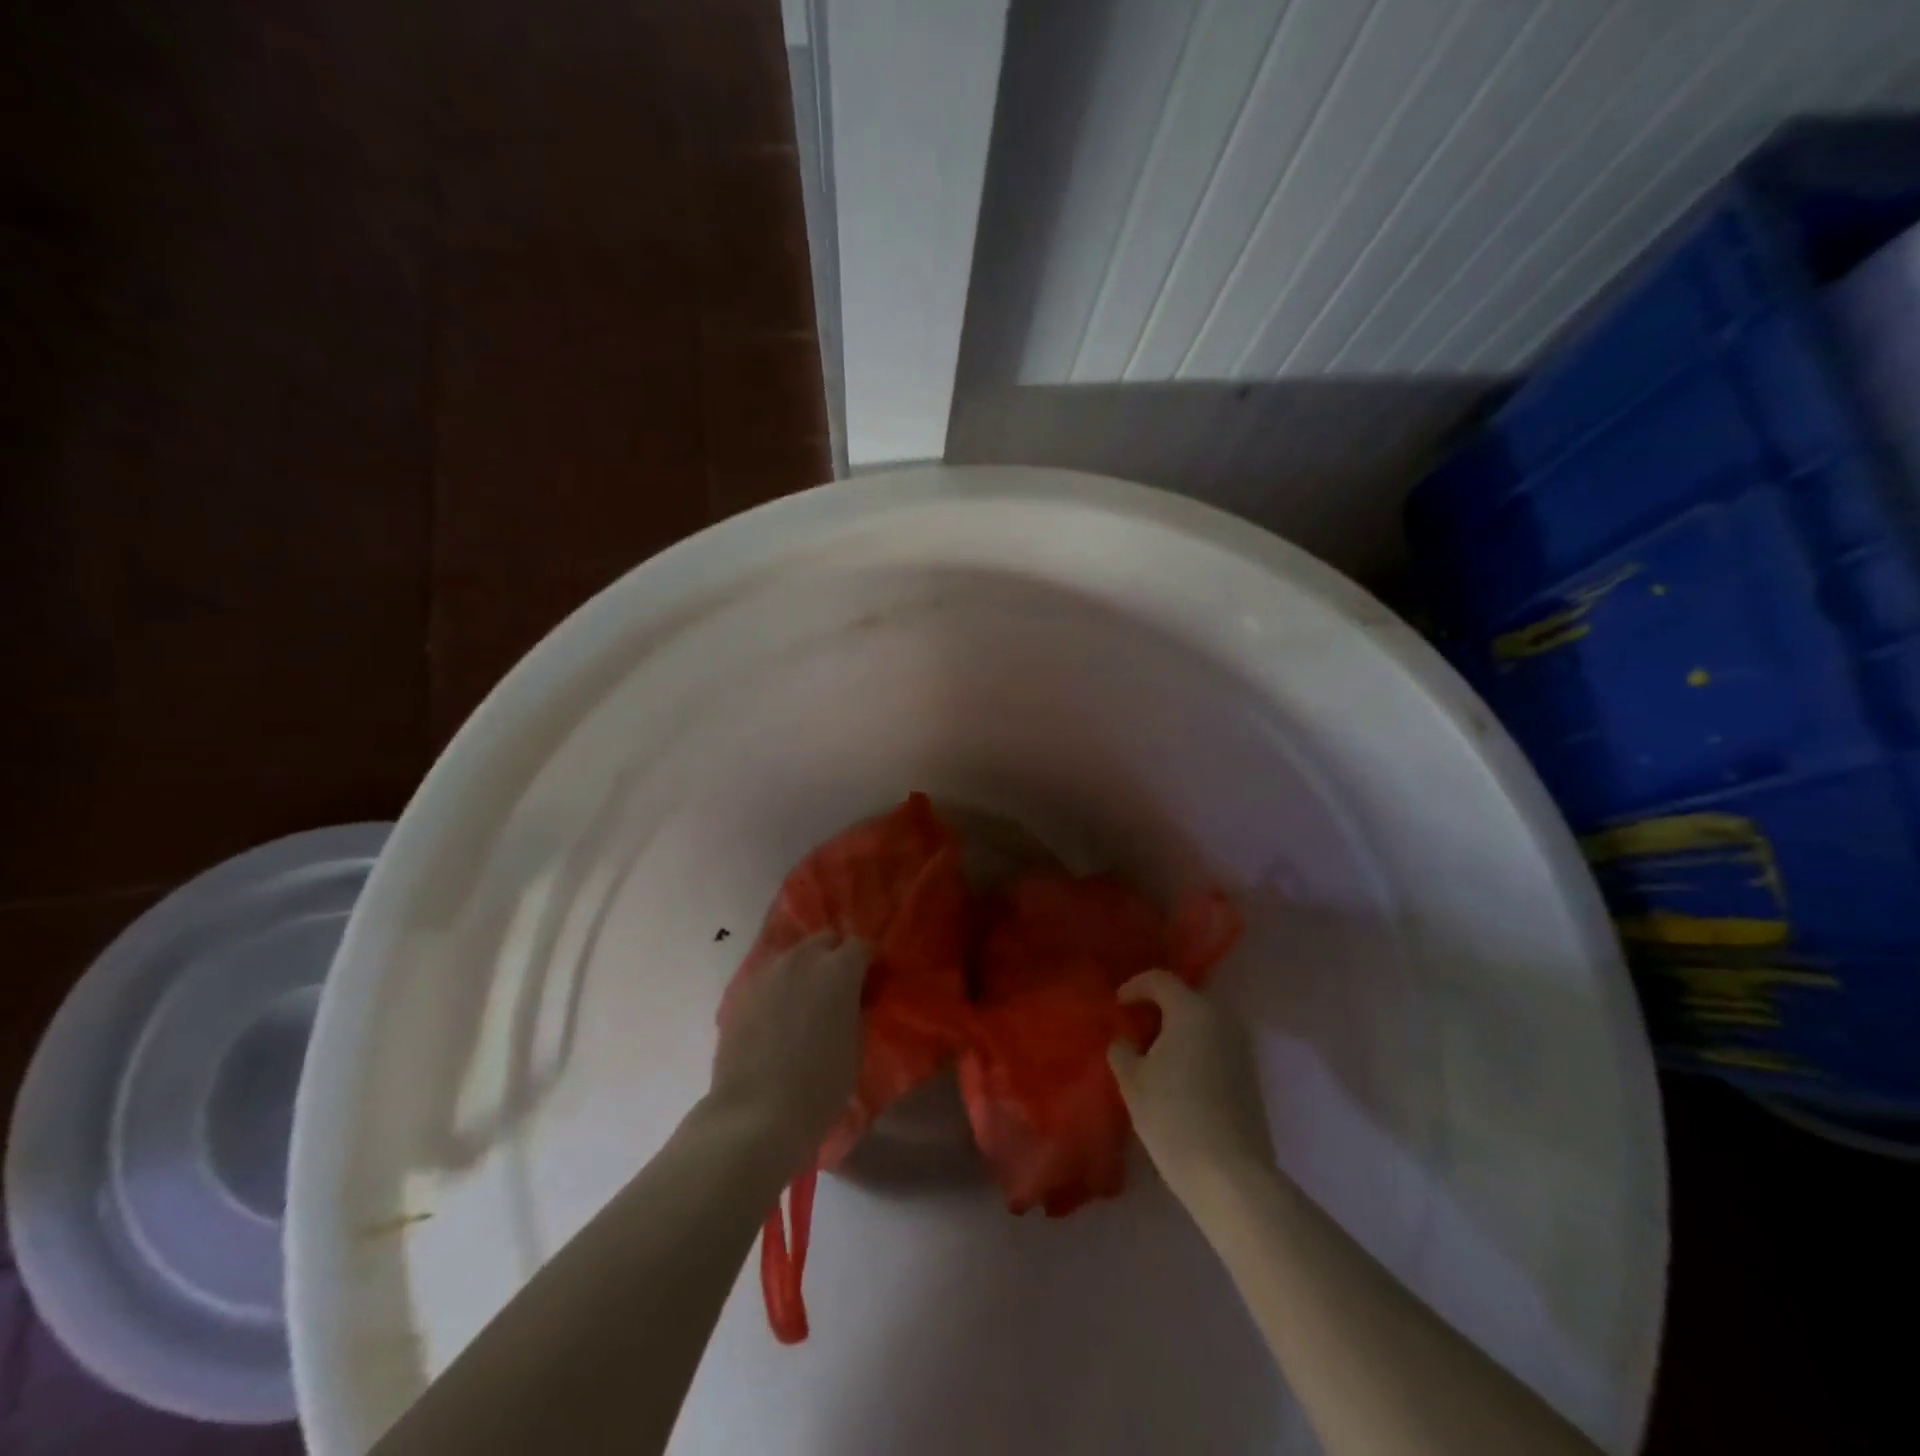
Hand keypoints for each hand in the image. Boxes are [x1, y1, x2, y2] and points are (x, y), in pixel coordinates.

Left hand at [711, 932, 868, 1166]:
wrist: (755, 1115)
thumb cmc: (820, 1086)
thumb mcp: (855, 1048)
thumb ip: (857, 1011)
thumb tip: (854, 999)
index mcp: (838, 969)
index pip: (861, 946)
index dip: (868, 964)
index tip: (870, 985)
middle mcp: (802, 959)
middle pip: (824, 941)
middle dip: (835, 957)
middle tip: (838, 991)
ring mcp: (767, 973)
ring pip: (793, 957)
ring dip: (804, 971)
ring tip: (804, 1005)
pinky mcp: (740, 993)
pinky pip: (768, 979)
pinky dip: (778, 989)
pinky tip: (777, 1020)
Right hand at [1108, 970, 1273, 1196]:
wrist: (1230, 1176)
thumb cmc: (1173, 1117)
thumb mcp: (1132, 1081)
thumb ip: (1123, 1050)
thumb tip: (1126, 1040)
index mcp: (1192, 1010)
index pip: (1160, 979)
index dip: (1134, 987)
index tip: (1116, 1007)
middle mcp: (1222, 1020)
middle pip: (1184, 998)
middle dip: (1157, 1009)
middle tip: (1132, 1029)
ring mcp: (1241, 1049)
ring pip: (1202, 1024)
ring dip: (1177, 1031)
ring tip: (1152, 1056)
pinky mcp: (1250, 1077)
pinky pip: (1215, 1047)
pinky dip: (1194, 1051)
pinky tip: (1177, 1079)